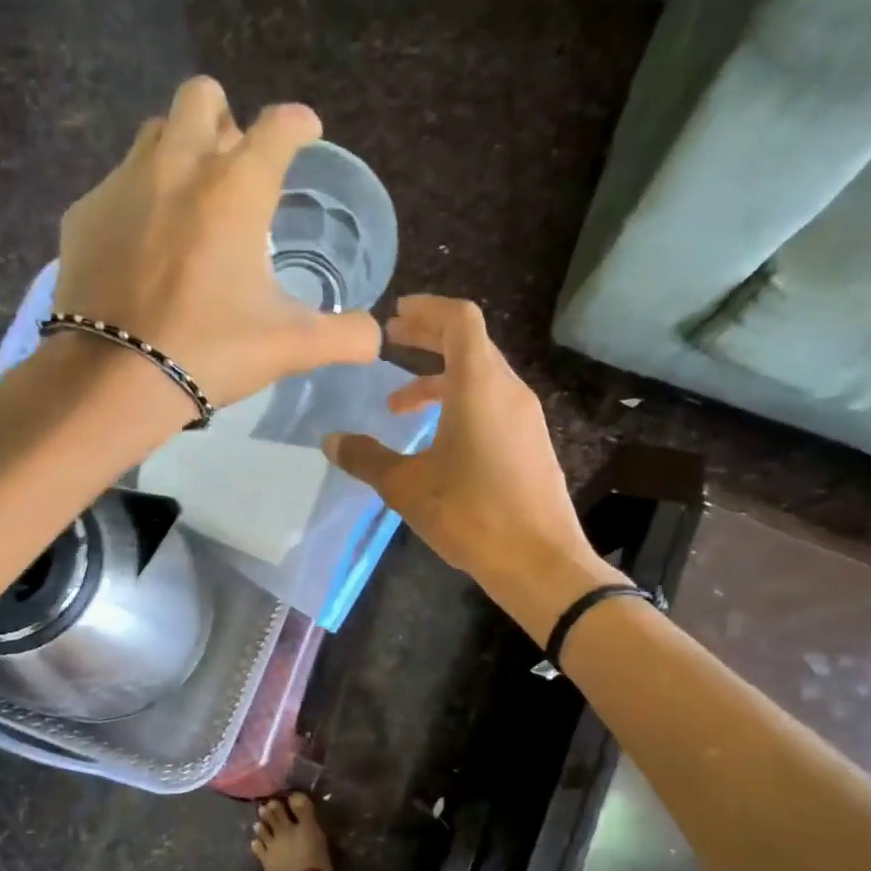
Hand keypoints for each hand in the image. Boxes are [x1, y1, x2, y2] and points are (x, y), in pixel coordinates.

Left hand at [53, 77, 382, 418]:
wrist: (115, 377)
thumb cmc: (212, 350)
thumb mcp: (292, 347)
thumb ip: (345, 336)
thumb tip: (375, 338)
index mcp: (237, 188)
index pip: (278, 125)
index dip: (299, 124)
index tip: (305, 134)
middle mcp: (179, 164)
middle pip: (202, 96)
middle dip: (225, 120)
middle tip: (235, 170)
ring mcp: (123, 184)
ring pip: (155, 132)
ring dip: (179, 151)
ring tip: (189, 204)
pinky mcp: (84, 213)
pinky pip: (116, 184)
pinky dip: (137, 202)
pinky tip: (142, 248)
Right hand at [323, 296, 614, 638]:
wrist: (539, 561)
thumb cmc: (471, 514)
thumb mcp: (407, 487)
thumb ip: (367, 458)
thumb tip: (331, 441)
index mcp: (479, 385)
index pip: (459, 320)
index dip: (427, 309)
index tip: (397, 314)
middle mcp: (508, 390)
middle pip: (470, 344)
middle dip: (429, 339)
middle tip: (393, 342)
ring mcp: (525, 417)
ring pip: (481, 377)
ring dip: (440, 380)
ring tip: (399, 406)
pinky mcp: (531, 443)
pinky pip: (493, 404)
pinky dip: (461, 403)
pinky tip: (437, 439)